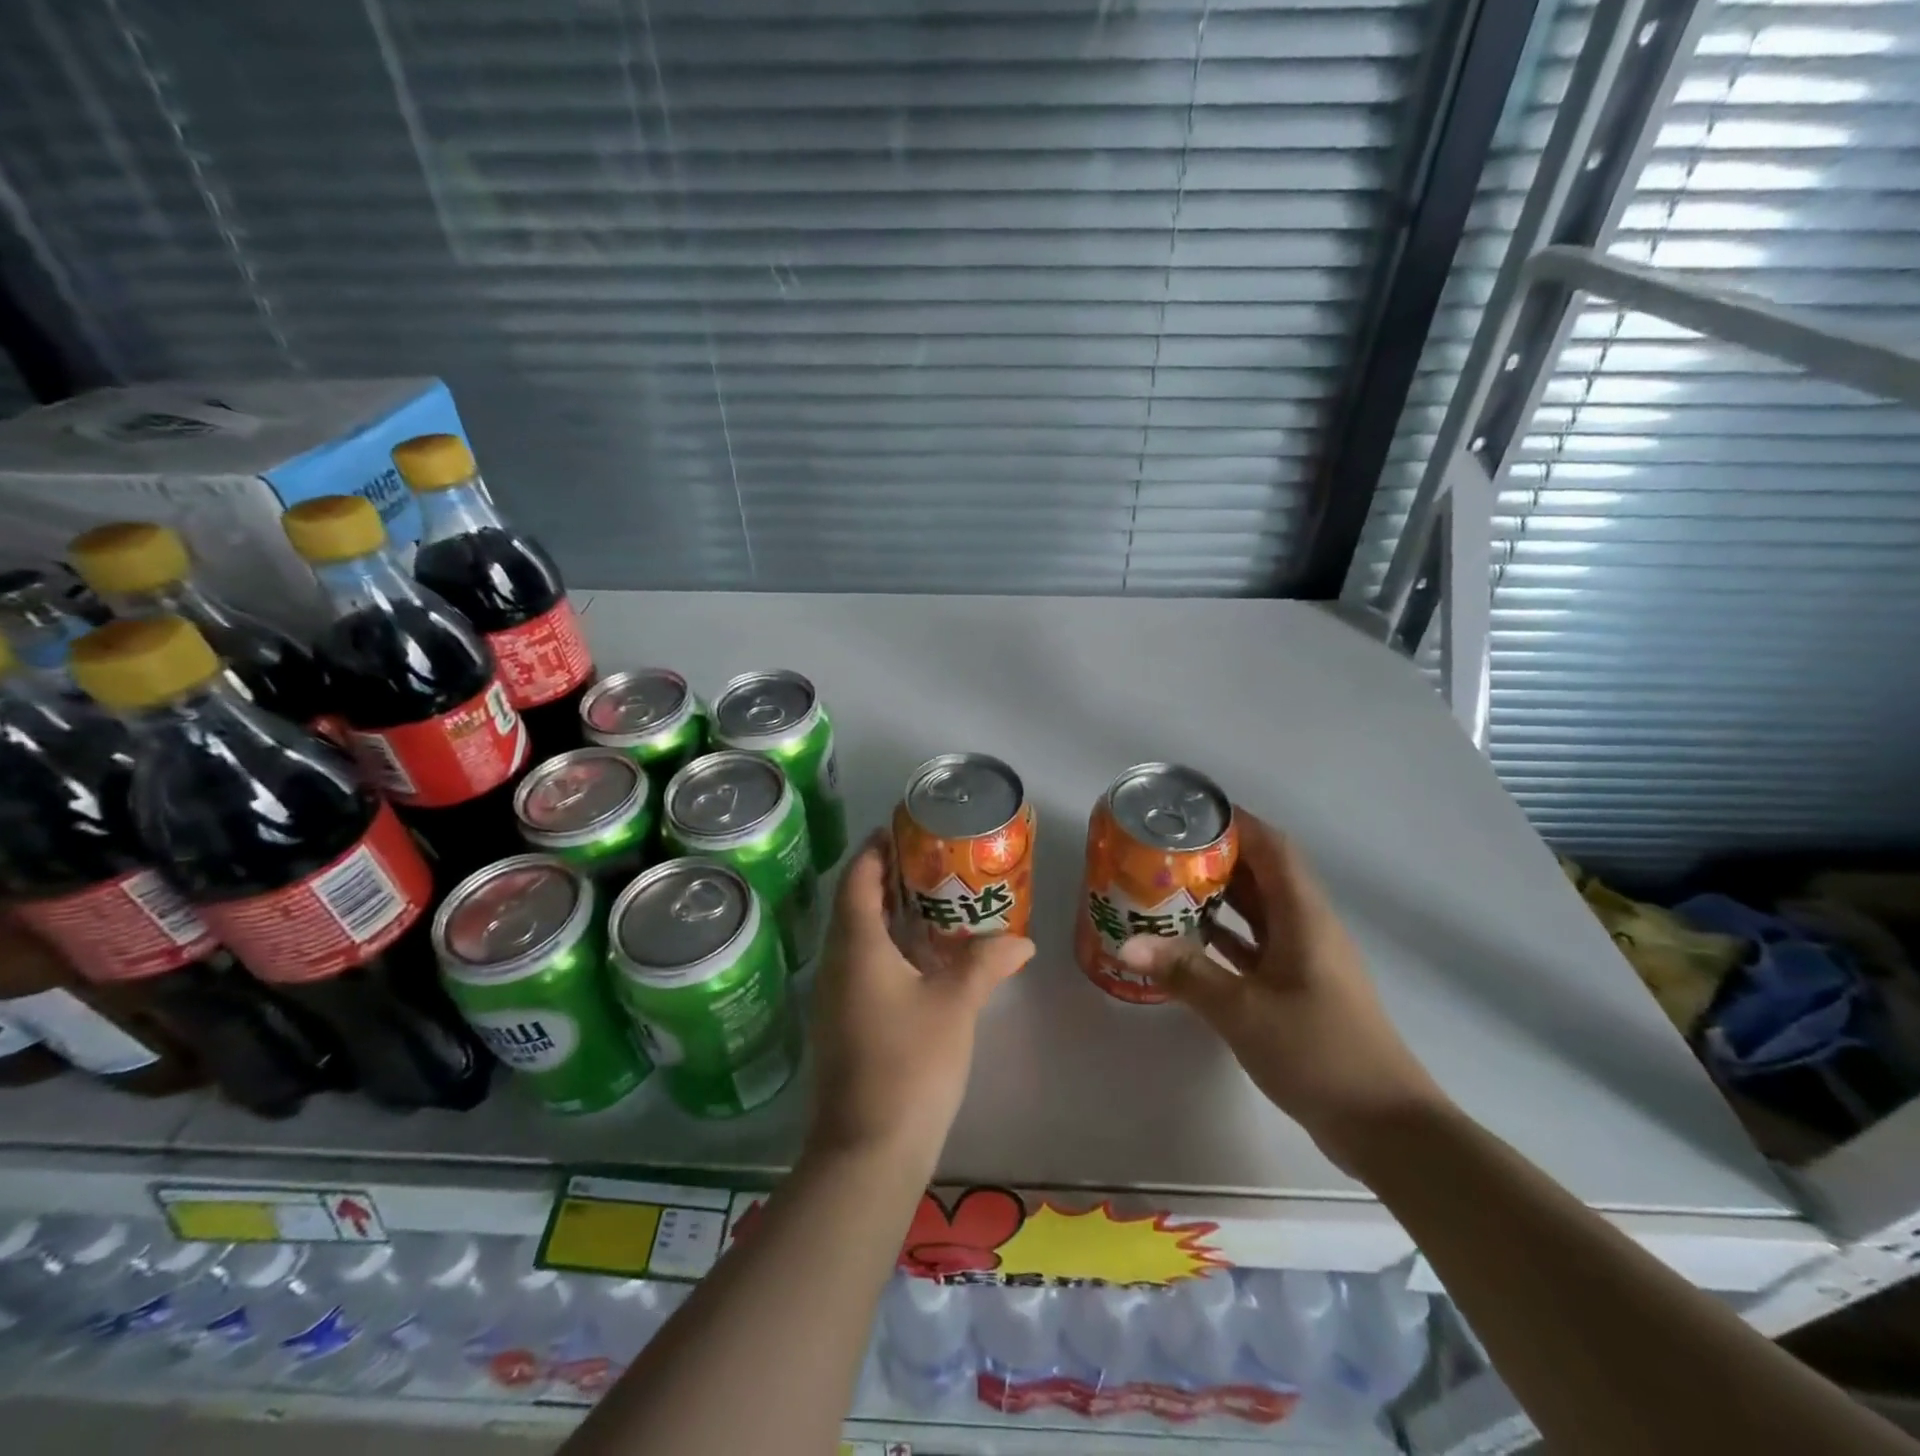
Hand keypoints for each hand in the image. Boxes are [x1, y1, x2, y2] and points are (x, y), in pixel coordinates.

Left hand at [806, 831, 1033, 1167]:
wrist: (868, 1151)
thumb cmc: (911, 1064)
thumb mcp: (955, 1005)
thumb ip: (986, 963)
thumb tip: (1023, 940)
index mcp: (857, 946)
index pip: (857, 879)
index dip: (875, 850)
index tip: (900, 829)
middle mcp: (837, 963)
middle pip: (854, 904)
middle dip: (886, 878)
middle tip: (928, 861)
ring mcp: (836, 995)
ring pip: (858, 937)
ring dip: (887, 914)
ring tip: (931, 901)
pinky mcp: (843, 1022)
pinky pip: (862, 965)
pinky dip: (887, 948)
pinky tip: (922, 958)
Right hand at [1118, 809, 1446, 1162]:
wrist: (1385, 1126)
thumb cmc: (1319, 1053)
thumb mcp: (1244, 1010)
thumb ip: (1186, 973)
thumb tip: (1128, 944)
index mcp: (1304, 916)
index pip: (1272, 847)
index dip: (1235, 822)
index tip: (1188, 813)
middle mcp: (1308, 926)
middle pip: (1262, 873)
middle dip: (1215, 856)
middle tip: (1162, 850)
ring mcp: (1306, 958)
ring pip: (1259, 910)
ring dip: (1219, 895)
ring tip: (1167, 886)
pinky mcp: (1300, 988)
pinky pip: (1257, 944)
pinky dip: (1226, 935)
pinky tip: (1190, 941)